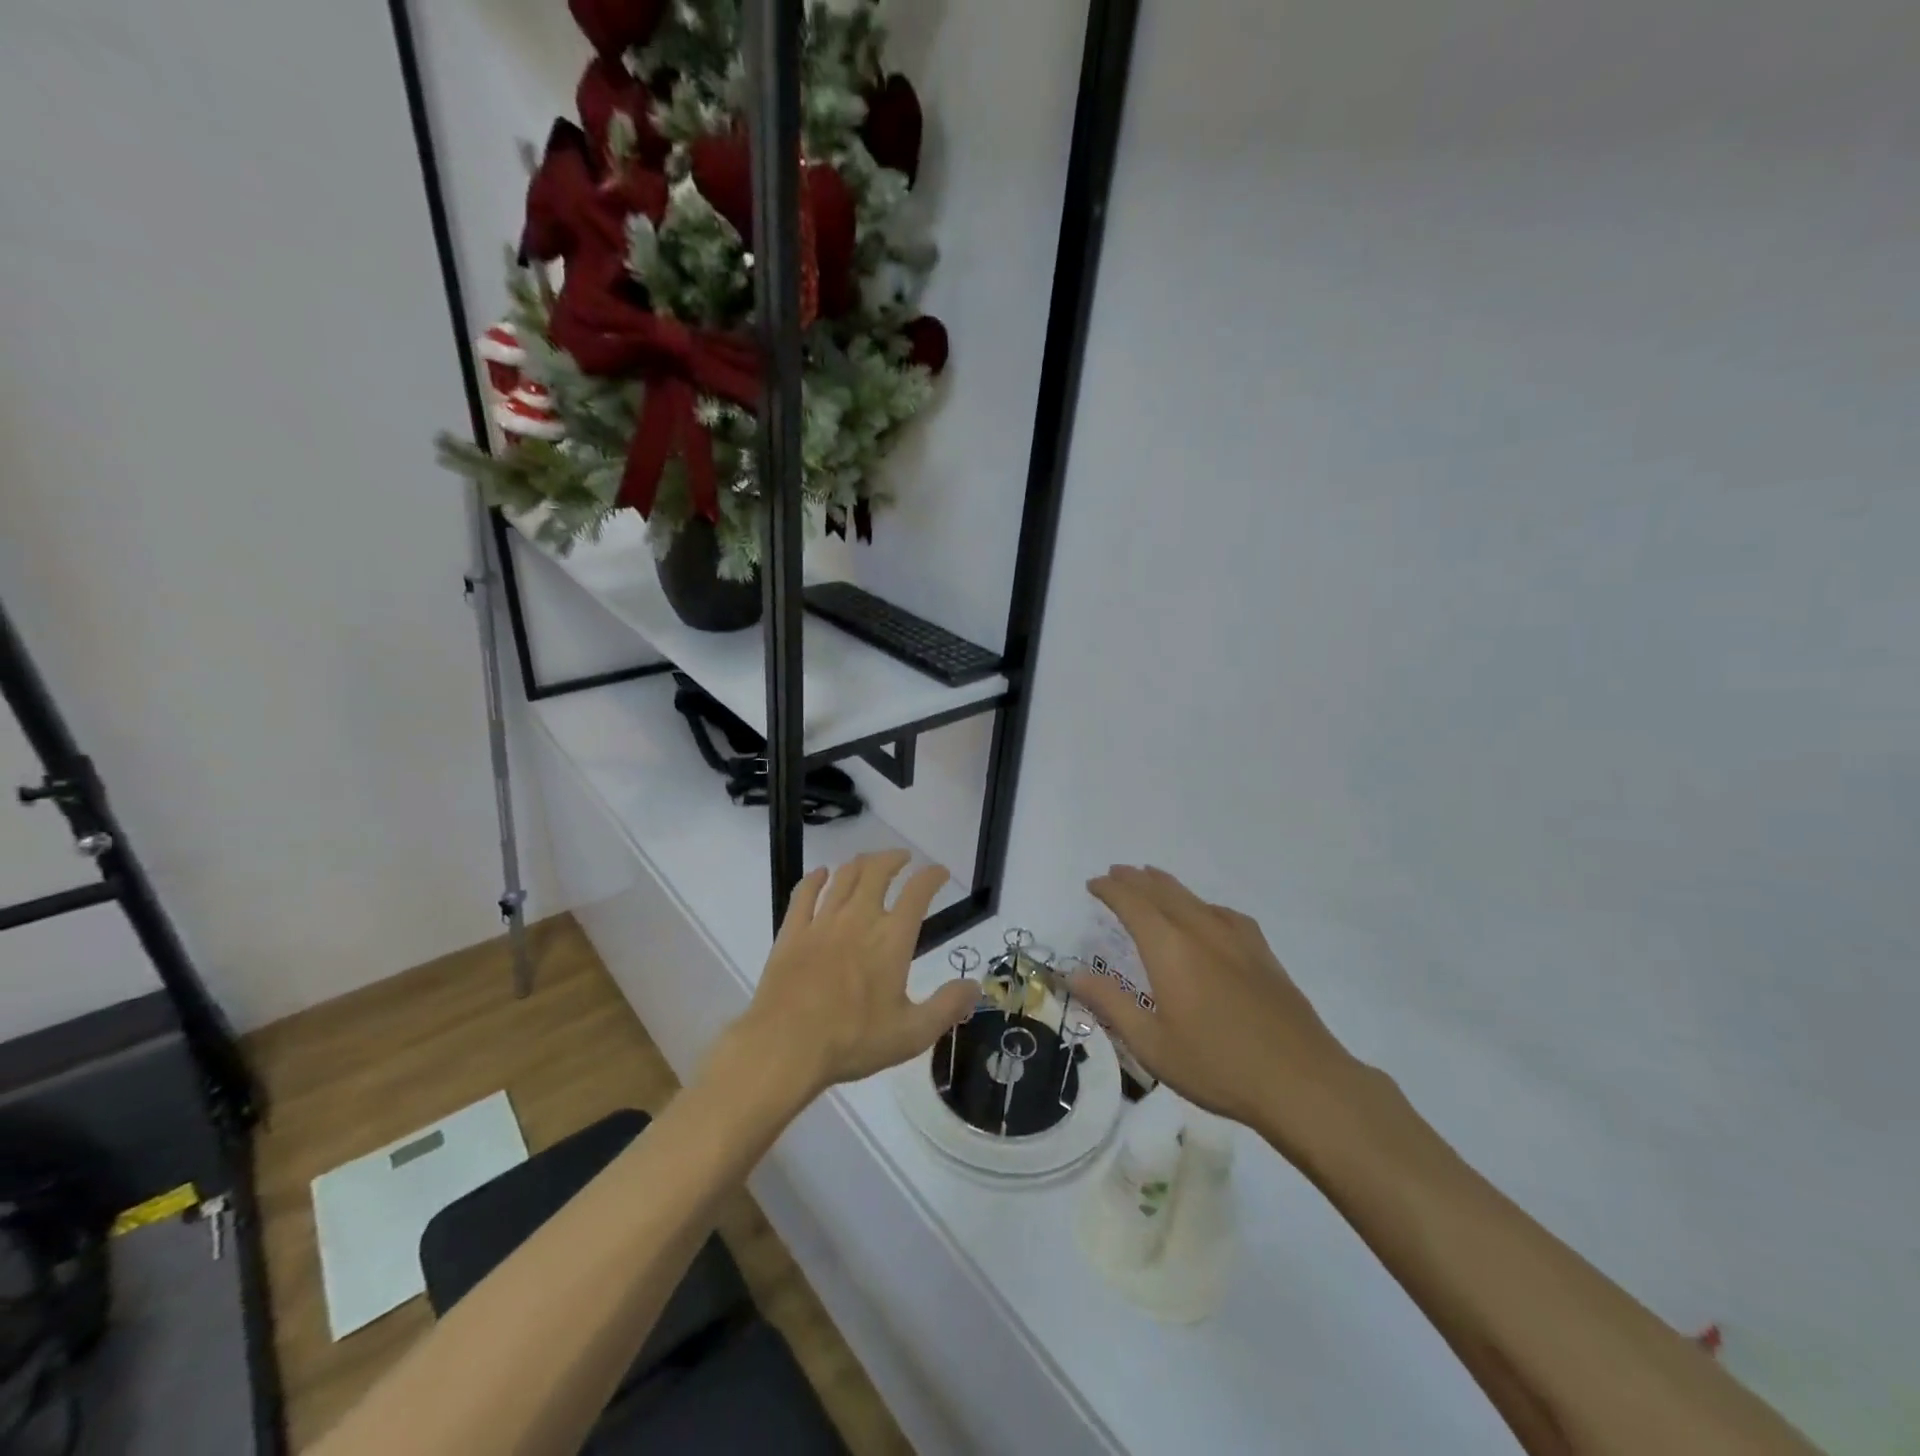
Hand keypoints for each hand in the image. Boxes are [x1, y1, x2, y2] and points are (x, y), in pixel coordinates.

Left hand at [724, 851, 977, 1104]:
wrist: (785, 1048)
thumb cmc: (852, 1041)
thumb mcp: (912, 1034)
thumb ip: (947, 1007)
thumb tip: (975, 985)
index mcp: (891, 939)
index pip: (917, 892)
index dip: (931, 876)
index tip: (939, 871)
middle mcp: (859, 919)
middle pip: (877, 872)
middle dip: (894, 859)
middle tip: (903, 858)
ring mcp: (822, 922)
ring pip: (843, 877)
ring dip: (860, 863)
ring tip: (869, 862)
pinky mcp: (792, 932)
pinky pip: (804, 893)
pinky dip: (815, 878)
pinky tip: (821, 874)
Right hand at [1068, 865, 1363, 1136]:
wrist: (1302, 1082)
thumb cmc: (1217, 1066)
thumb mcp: (1152, 1044)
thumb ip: (1110, 1004)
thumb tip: (1073, 974)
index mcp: (1170, 949)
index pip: (1132, 904)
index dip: (1110, 890)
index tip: (1093, 883)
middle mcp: (1201, 932)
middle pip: (1163, 892)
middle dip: (1136, 879)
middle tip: (1116, 872)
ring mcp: (1237, 940)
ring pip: (1194, 898)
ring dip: (1167, 885)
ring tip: (1152, 878)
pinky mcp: (1263, 954)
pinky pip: (1225, 914)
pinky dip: (1203, 905)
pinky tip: (1207, 915)